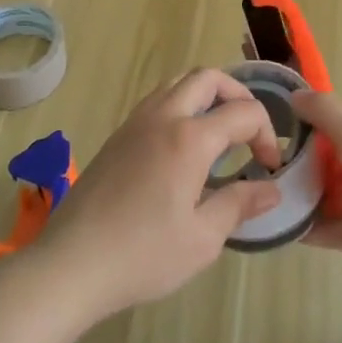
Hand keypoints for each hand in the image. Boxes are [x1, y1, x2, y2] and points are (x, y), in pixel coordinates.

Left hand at [36, 69, 283, 324]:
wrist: (70, 265)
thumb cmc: (142, 255)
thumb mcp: (202, 239)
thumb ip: (239, 205)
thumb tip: (271, 188)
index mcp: (189, 138)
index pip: (243, 112)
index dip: (266, 134)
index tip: (268, 168)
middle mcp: (163, 117)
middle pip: (207, 78)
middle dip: (238, 95)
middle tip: (248, 130)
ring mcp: (135, 123)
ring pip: (177, 83)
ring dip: (206, 96)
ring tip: (218, 131)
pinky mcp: (116, 137)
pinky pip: (157, 101)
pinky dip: (181, 106)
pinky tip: (182, 147)